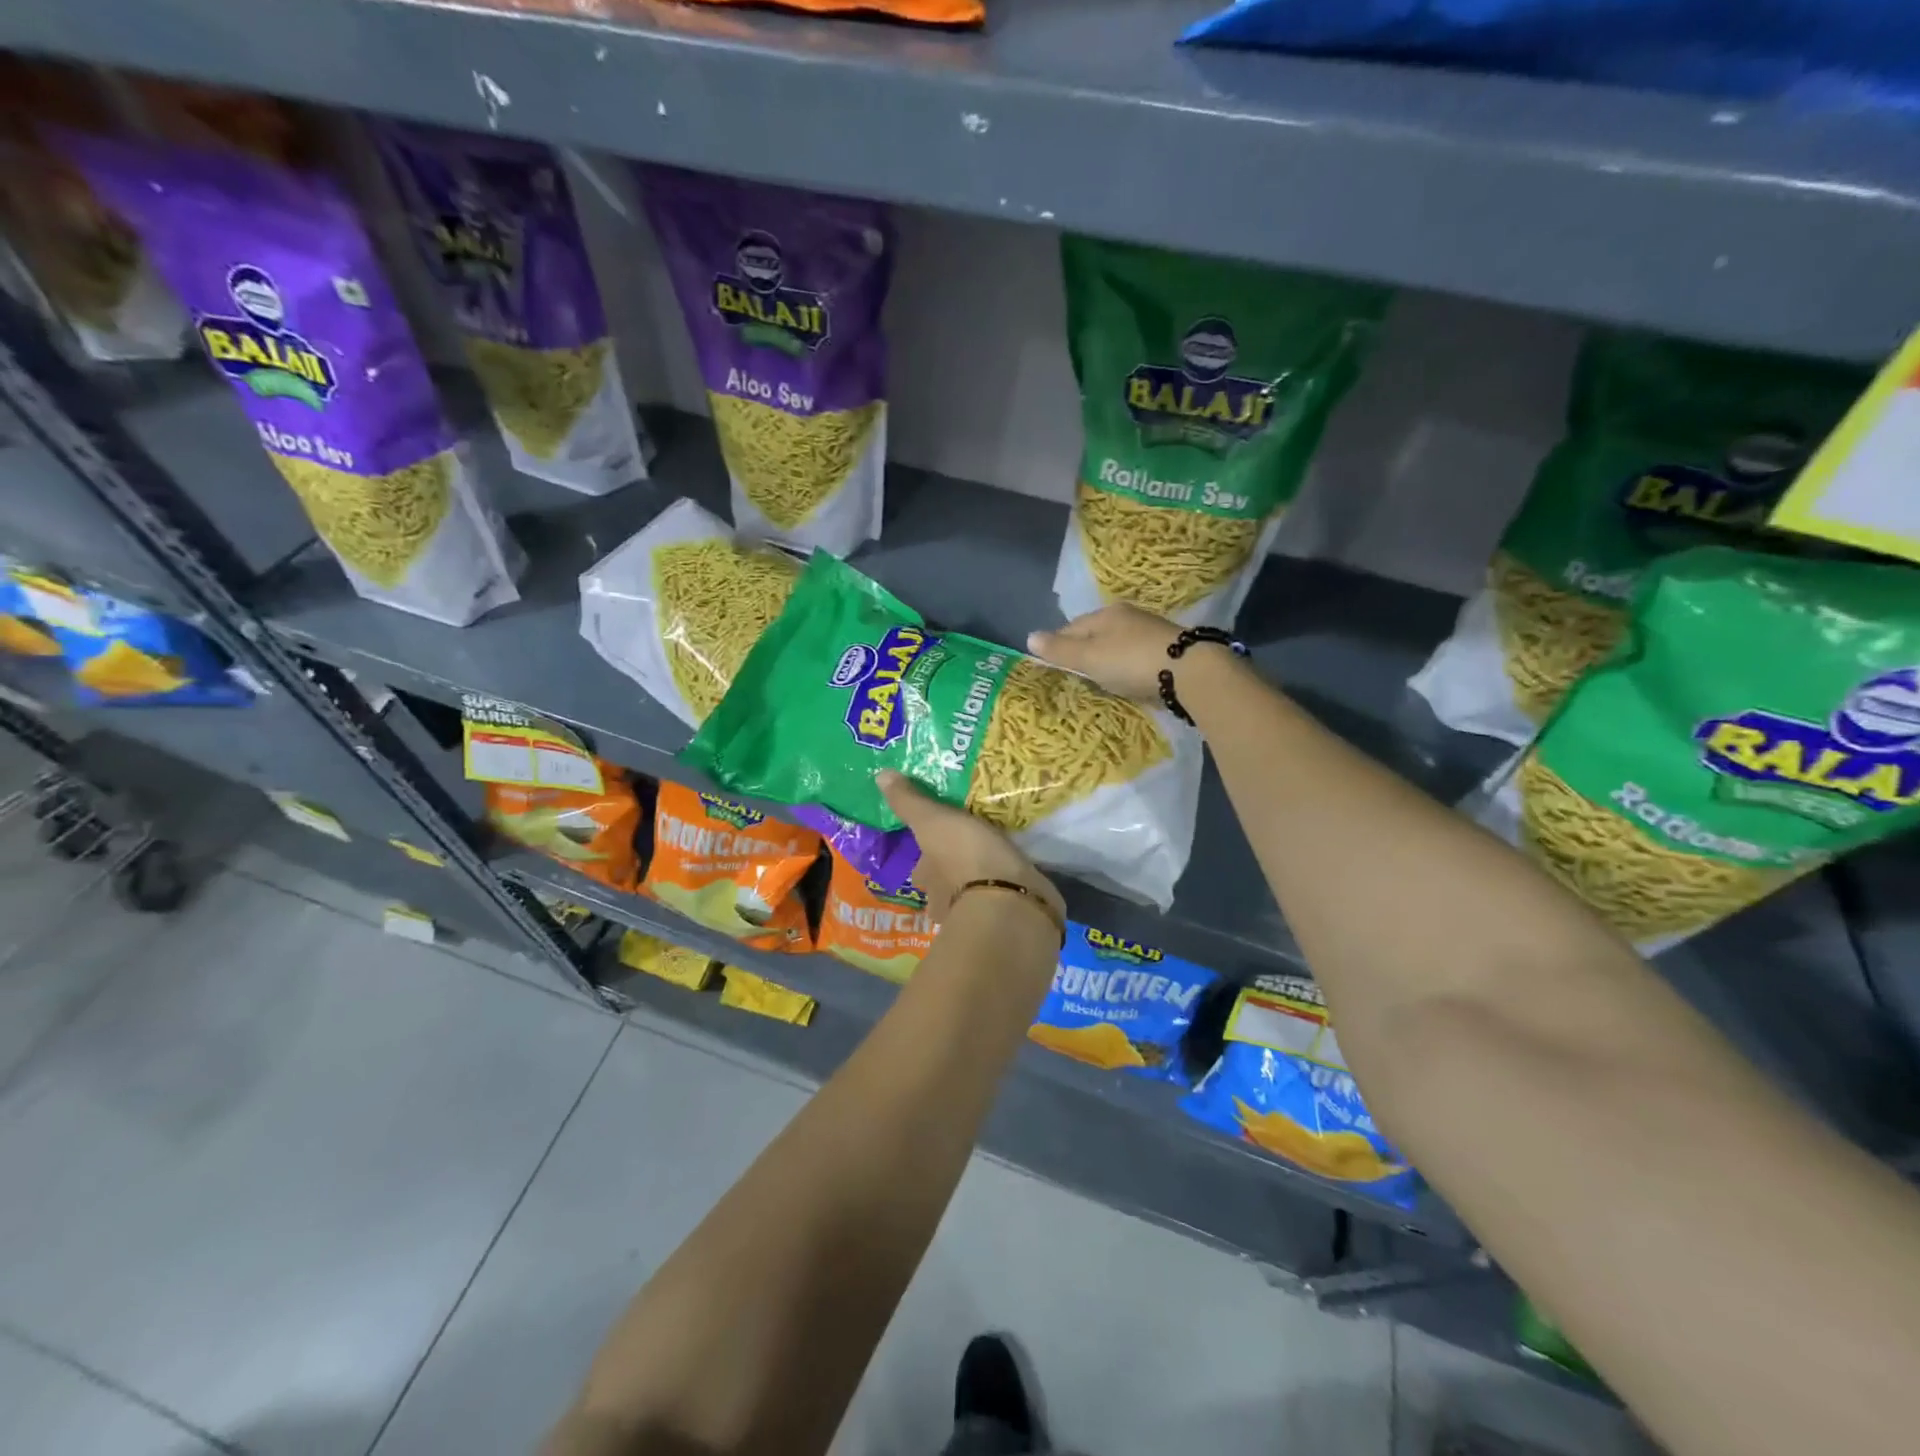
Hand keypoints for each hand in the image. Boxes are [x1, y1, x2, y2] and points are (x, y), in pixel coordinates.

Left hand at [878, 770, 1063, 932]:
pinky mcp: (1008, 917)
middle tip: (971, 845)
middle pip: (944, 883)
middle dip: (953, 870)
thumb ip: (910, 801)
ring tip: (997, 857)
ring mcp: (977, 913)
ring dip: (980, 881)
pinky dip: (1007, 889)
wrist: (1010, 900)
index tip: (940, 839)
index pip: (921, 865)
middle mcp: (944, 901)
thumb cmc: (965, 857)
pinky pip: (1004, 899)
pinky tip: (1017, 875)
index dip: (927, 854)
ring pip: (972, 894)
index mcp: (926, 878)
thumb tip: (880, 775)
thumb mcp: (933, 821)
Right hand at [1027, 604, 1183, 702]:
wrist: (1190, 671)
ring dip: (1106, 660)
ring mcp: (1150, 632)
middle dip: (1083, 652)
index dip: (1057, 645)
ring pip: (1117, 645)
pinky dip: (1127, 667)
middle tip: (1074, 675)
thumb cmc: (1130, 661)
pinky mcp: (1168, 650)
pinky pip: (1136, 657)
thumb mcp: (1089, 657)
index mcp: (1106, 613)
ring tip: (1099, 680)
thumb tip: (1029, 637)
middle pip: (1095, 634)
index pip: (1070, 627)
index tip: (1049, 665)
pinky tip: (1127, 680)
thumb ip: (1060, 649)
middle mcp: (1128, 616)